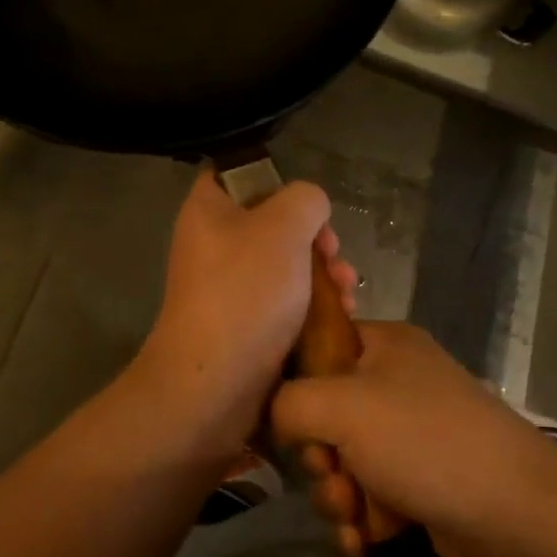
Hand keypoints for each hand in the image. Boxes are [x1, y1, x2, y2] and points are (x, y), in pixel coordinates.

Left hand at [139, 170, 356, 453]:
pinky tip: (342, 315)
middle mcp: (214, 243)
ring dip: (324, 274)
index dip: (276, 179)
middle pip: (274, 222)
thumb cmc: (246, 292)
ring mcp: (229, 286)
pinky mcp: (246, 323)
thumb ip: (305, 200)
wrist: (215, 383)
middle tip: (334, 253)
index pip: (237, 173)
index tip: (306, 203)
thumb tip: (309, 208)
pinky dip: (314, 305)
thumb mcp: (284, 227)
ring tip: (347, 290)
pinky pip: (286, 302)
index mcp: (209, 209)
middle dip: (316, 237)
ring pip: (287, 265)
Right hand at [269, 322, 556, 556]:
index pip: (317, 348)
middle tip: (334, 473)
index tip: (289, 420)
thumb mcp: (341, 405)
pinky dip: (364, 519)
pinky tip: (368, 540)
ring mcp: (412, 436)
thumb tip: (274, 416)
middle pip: (325, 414)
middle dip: (321, 457)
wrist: (516, 517)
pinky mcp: (422, 483)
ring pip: (344, 462)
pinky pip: (370, 496)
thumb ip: (288, 402)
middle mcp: (396, 383)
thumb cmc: (424, 441)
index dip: (294, 384)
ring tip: (358, 514)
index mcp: (383, 345)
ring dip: (340, 495)